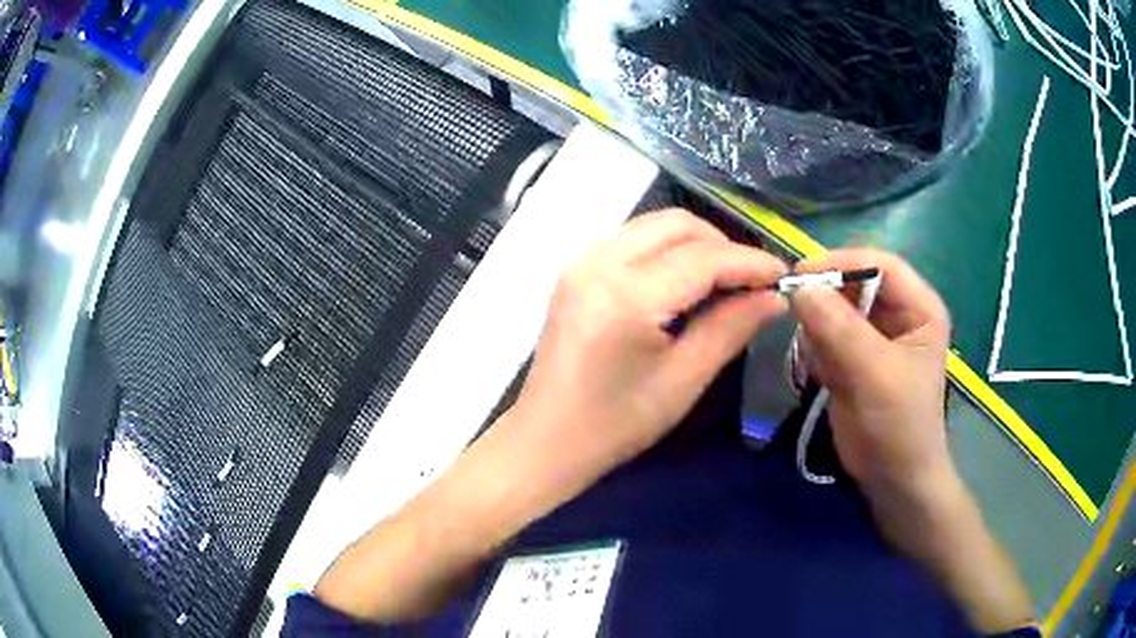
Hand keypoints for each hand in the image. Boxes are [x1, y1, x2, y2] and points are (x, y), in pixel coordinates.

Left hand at [507, 209, 787, 481]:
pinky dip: (666, 251)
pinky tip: (684, 282)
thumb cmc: (616, 423)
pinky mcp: (574, 271)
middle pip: (676, 225)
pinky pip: (632, 240)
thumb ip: (731, 328)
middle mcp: (599, 261)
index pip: (703, 258)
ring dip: (694, 244)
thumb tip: (774, 297)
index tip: (782, 275)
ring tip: (724, 280)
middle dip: (722, 245)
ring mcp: (581, 261)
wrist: (546, 439)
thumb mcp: (683, 380)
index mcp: (627, 294)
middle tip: (752, 280)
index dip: (749, 262)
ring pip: (653, 226)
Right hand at [790, 248, 952, 493]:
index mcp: (918, 306)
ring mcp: (873, 336)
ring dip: (819, 329)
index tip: (801, 275)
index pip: (880, 264)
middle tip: (798, 318)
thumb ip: (841, 329)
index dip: (843, 263)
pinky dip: (815, 349)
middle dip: (826, 298)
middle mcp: (897, 313)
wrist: (892, 480)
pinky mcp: (852, 357)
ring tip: (822, 363)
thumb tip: (799, 287)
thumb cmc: (900, 425)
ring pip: (834, 308)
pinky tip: (822, 376)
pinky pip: (825, 335)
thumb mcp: (876, 374)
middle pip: (854, 283)